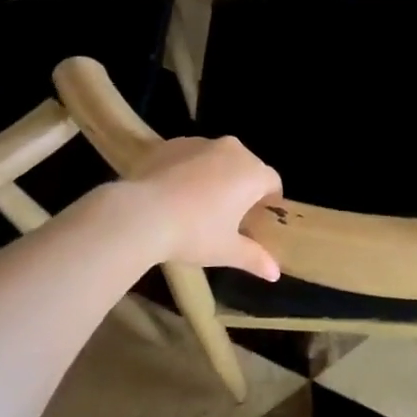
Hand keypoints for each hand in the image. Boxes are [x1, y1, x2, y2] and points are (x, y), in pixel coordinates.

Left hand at [124, 136, 282, 279]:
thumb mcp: (227, 251)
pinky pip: (190, 155)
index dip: (269, 200)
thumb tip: (275, 273)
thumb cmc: (194, 233)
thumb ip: (255, 258)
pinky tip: (174, 193)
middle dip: (242, 186)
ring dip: (216, 175)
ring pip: (217, 158)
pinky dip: (189, 169)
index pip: (273, 182)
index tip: (257, 219)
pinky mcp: (172, 143)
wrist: (141, 214)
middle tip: (229, 214)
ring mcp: (200, 143)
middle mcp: (231, 150)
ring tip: (198, 203)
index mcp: (252, 173)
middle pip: (247, 166)